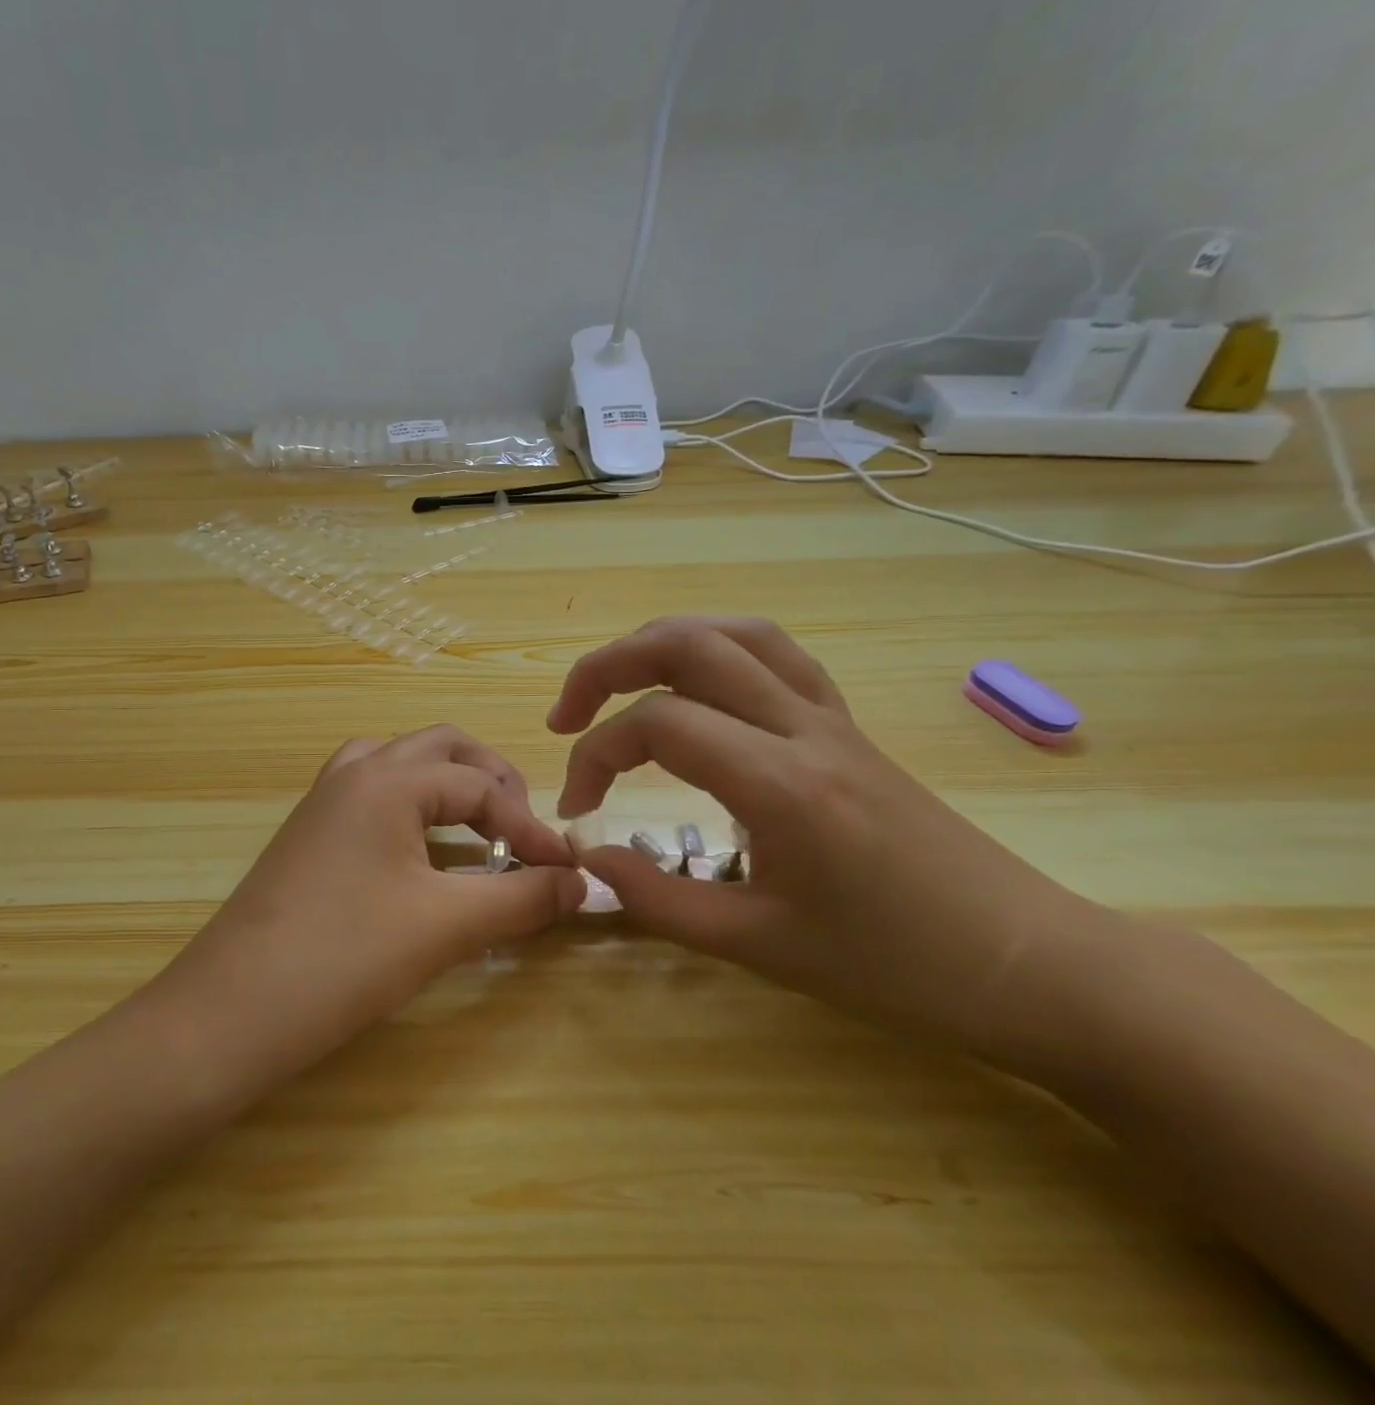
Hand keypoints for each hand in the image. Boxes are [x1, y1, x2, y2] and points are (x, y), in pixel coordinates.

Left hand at [145, 726, 584, 1102]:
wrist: (229, 1012)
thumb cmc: (344, 958)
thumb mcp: (446, 926)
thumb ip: (521, 898)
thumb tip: (580, 883)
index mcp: (388, 779)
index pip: (480, 787)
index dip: (531, 827)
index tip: (565, 871)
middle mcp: (354, 773)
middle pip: (440, 748)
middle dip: (491, 781)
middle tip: (522, 831)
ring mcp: (323, 801)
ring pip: (399, 764)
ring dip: (446, 785)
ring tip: (477, 830)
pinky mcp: (308, 834)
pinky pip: (370, 794)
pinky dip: (410, 806)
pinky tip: (421, 851)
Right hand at [548, 616, 1123, 1069]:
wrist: (1033, 965)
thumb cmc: (899, 968)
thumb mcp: (763, 948)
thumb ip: (659, 900)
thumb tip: (588, 860)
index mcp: (781, 783)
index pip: (656, 725)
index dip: (595, 756)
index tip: (578, 808)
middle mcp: (804, 728)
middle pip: (688, 644)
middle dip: (607, 667)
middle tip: (567, 715)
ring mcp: (833, 718)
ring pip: (737, 633)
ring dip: (662, 643)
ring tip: (620, 684)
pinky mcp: (850, 727)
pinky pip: (778, 656)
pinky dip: (719, 652)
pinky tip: (699, 692)